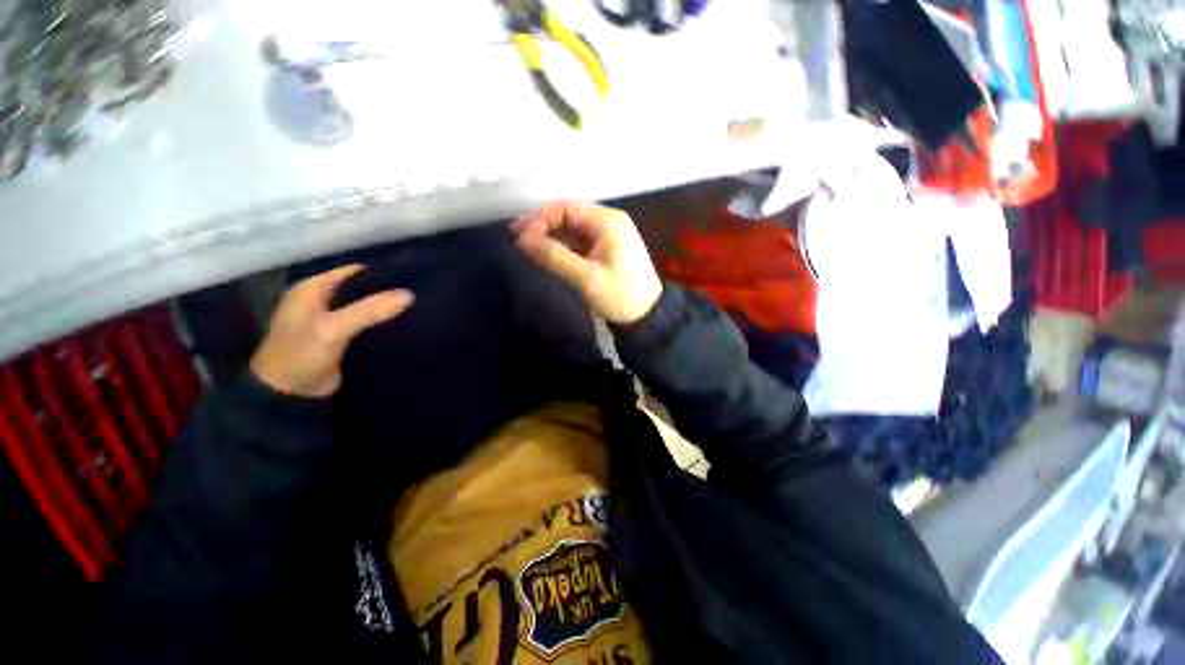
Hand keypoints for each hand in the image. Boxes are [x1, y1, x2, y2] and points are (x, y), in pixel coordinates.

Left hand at [250, 265, 413, 396]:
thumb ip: (369, 310)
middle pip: (362, 289)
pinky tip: (405, 326)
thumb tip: (409, 295)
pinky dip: (382, 325)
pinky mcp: (341, 339)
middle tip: (419, 293)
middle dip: (387, 292)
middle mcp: (322, 300)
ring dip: (386, 309)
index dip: (381, 272)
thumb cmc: (301, 354)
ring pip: (366, 308)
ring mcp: (331, 321)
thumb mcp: (333, 328)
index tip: (411, 276)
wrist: (288, 394)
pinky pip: (366, 326)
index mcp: (312, 289)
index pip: (354, 272)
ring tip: (418, 308)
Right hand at [513, 201, 662, 324]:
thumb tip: (522, 240)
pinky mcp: (607, 248)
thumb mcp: (586, 278)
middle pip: (569, 214)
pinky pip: (579, 240)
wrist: (647, 316)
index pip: (566, 208)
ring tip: (528, 248)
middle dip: (542, 225)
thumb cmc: (620, 296)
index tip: (519, 235)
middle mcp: (609, 221)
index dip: (539, 218)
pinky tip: (548, 254)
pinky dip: (563, 245)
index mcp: (608, 222)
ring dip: (551, 235)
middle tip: (518, 239)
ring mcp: (609, 234)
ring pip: (573, 227)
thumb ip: (554, 257)